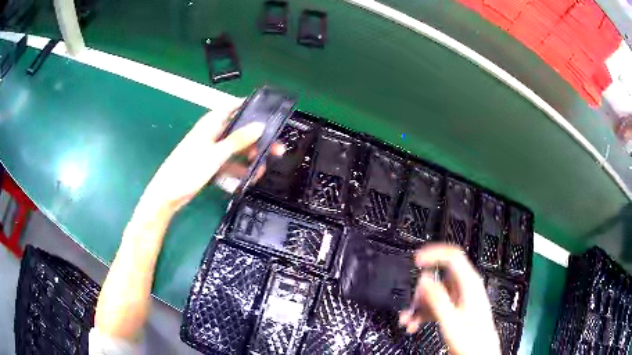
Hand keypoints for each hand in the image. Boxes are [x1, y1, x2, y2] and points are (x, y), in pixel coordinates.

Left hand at [139, 101, 282, 214]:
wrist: (169, 194)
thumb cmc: (188, 169)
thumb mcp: (216, 154)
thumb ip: (239, 140)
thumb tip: (261, 126)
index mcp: (212, 123)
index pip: (234, 107)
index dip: (252, 107)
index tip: (271, 114)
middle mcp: (213, 133)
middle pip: (240, 130)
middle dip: (257, 139)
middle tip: (276, 150)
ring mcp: (212, 149)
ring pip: (237, 148)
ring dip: (250, 157)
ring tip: (261, 169)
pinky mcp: (211, 163)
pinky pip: (230, 162)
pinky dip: (239, 169)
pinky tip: (248, 178)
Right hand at [399, 244, 499, 354]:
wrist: (480, 354)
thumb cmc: (471, 341)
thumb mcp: (451, 320)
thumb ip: (437, 298)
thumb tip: (424, 278)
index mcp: (469, 284)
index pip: (453, 256)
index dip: (434, 254)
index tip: (416, 261)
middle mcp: (466, 288)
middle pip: (439, 278)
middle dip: (420, 291)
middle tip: (409, 305)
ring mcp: (461, 299)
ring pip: (436, 293)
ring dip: (419, 305)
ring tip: (407, 320)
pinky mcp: (457, 309)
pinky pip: (437, 304)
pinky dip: (424, 313)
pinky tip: (415, 324)